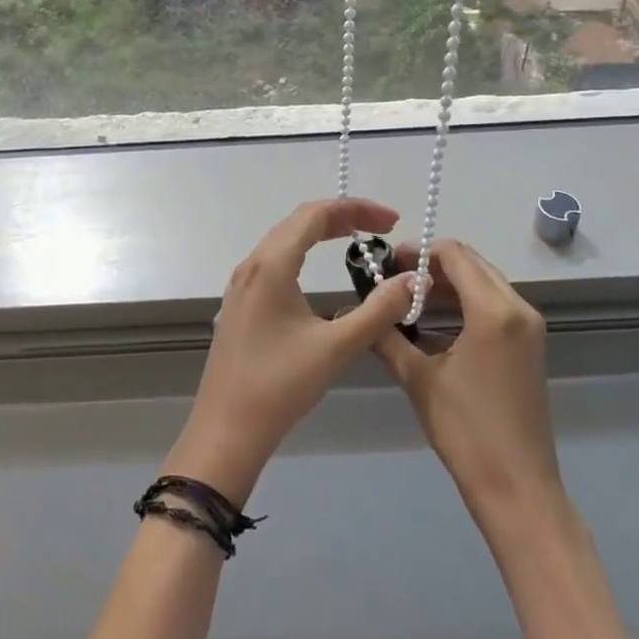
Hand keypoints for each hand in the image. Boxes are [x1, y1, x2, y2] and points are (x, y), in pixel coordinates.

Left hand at [162, 198, 416, 505]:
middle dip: (343, 217)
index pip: (316, 214)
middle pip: (299, 221)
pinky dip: (304, 252)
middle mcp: (252, 264)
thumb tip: (413, 280)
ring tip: (358, 240)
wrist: (226, 430)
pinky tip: (319, 271)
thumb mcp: (337, 347)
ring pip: (285, 240)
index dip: (357, 209)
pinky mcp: (241, 304)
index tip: (393, 220)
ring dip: (321, 233)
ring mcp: (242, 284)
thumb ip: (379, 310)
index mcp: (272, 265)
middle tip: (384, 228)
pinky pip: (275, 261)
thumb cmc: (280, 385)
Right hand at [373, 239, 564, 534]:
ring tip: (409, 299)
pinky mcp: (529, 346)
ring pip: (485, 284)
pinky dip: (466, 303)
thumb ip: (388, 337)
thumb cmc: (466, 431)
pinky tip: (435, 322)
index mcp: (494, 311)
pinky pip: (495, 305)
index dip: (420, 252)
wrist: (517, 487)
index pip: (456, 255)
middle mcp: (519, 309)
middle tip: (395, 278)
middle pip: (473, 264)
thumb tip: (360, 310)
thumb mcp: (419, 379)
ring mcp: (529, 328)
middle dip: (433, 266)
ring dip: (449, 284)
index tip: (389, 262)